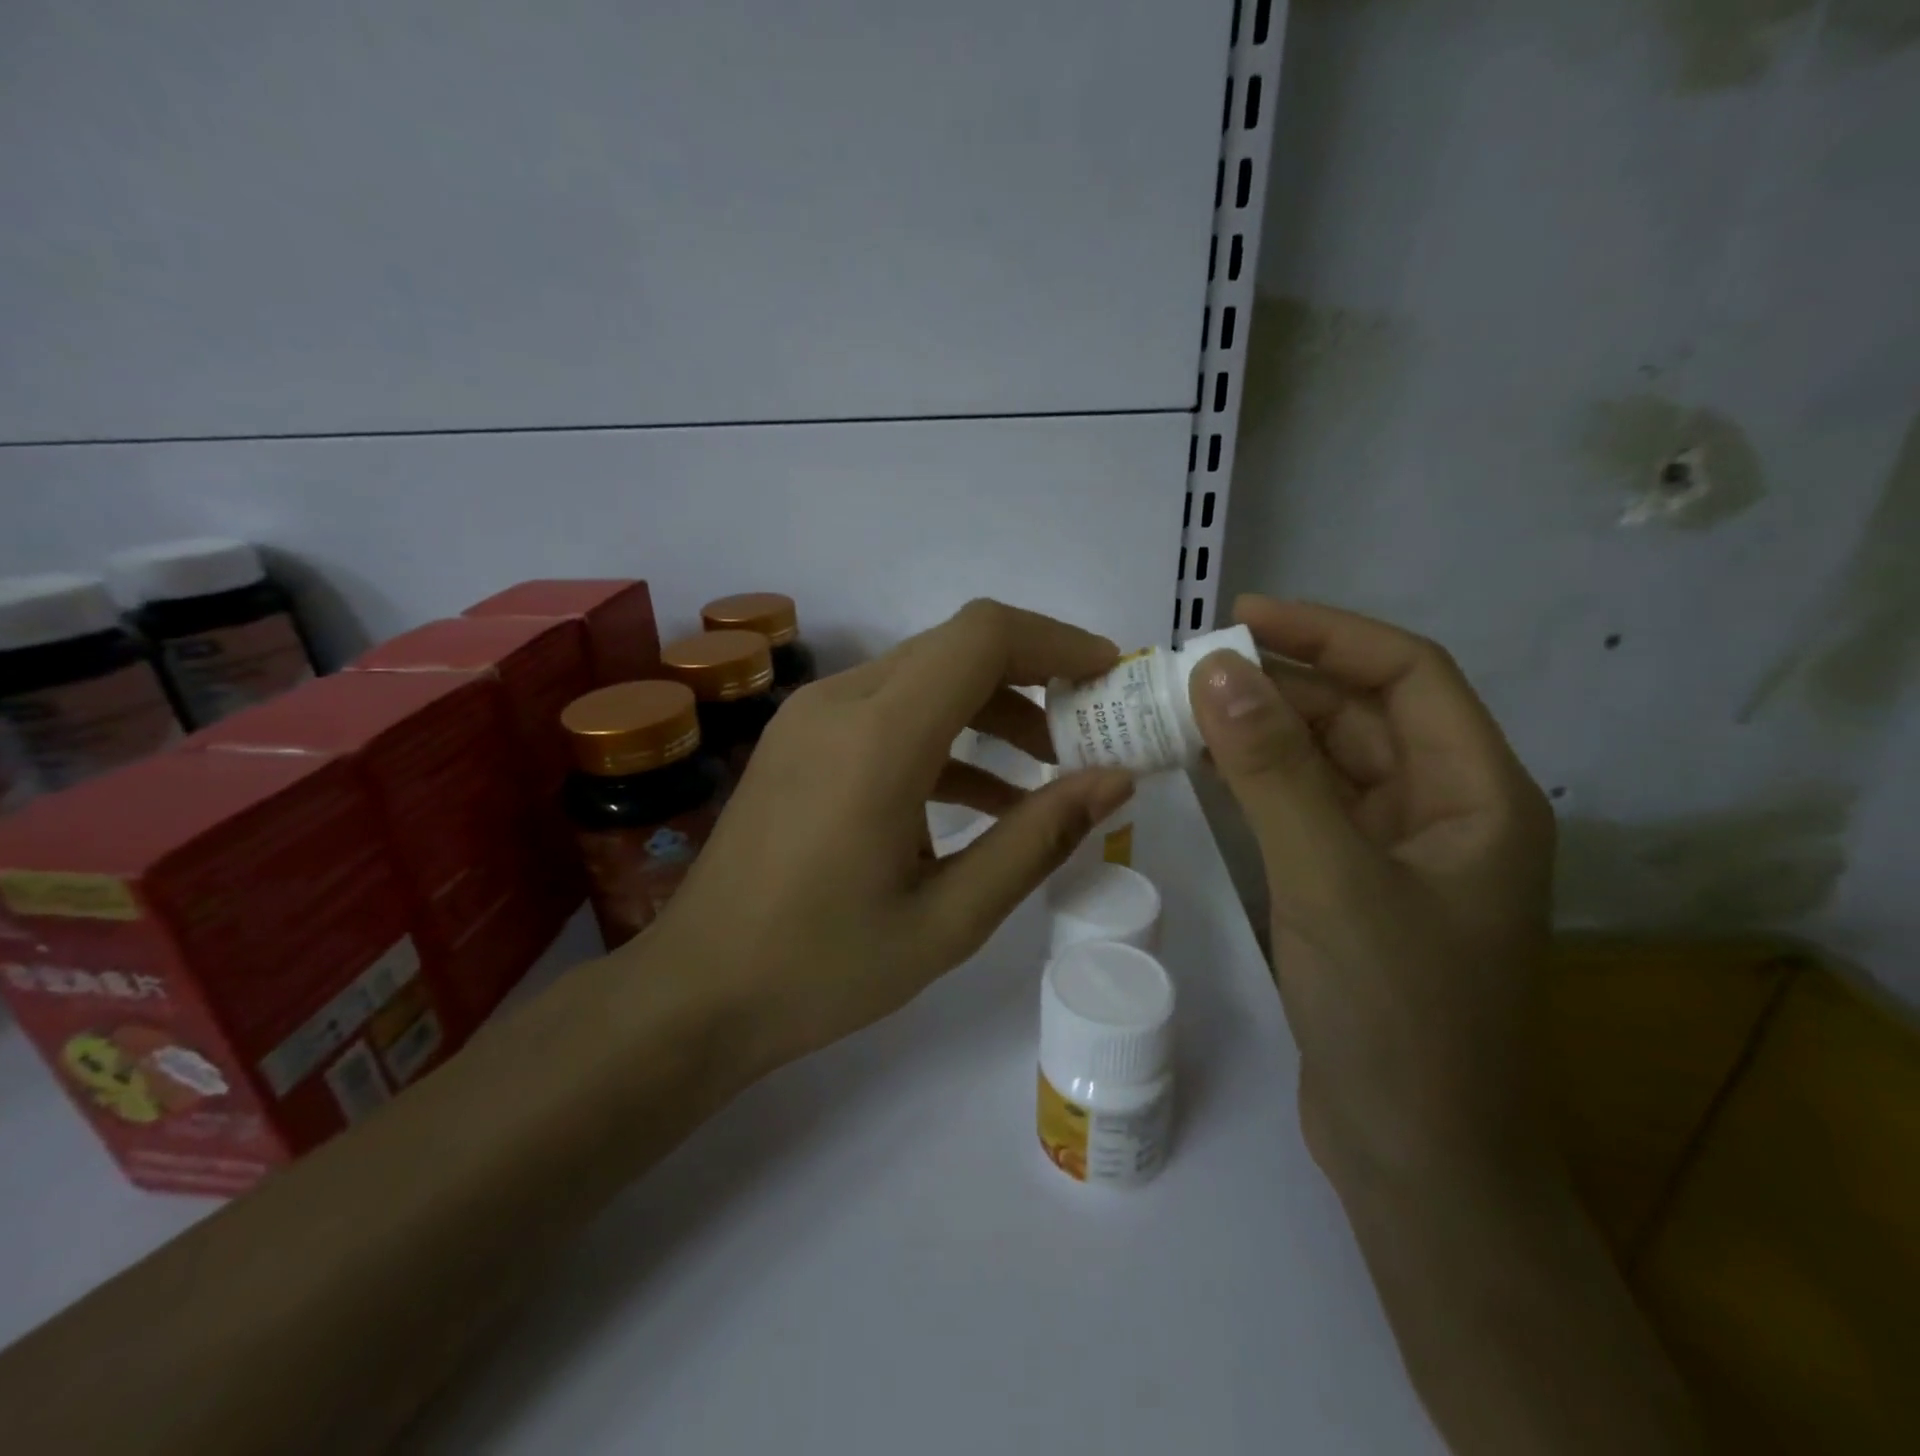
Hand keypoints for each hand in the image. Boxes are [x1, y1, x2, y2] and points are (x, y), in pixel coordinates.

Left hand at [642, 599, 1135, 1073]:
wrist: (697, 992)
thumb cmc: (823, 967)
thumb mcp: (950, 918)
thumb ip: (1037, 839)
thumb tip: (1115, 780)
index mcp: (878, 737)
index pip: (983, 637)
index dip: (1057, 642)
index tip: (1111, 677)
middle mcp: (840, 703)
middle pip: (956, 648)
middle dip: (1034, 676)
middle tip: (1091, 727)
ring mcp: (812, 718)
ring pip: (924, 677)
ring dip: (992, 708)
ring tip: (1050, 769)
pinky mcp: (801, 741)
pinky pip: (889, 712)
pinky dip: (946, 736)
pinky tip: (984, 796)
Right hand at [1188, 597, 1555, 1193]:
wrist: (1416, 1158)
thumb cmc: (1396, 1015)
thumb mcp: (1330, 878)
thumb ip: (1273, 770)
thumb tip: (1215, 669)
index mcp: (1477, 795)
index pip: (1408, 675)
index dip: (1327, 633)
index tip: (1241, 617)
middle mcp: (1446, 812)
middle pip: (1363, 716)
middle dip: (1281, 684)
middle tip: (1191, 670)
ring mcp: (1398, 854)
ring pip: (1328, 763)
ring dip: (1264, 732)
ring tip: (1184, 710)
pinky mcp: (1355, 889)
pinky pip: (1306, 810)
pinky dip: (1259, 783)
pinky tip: (1207, 771)